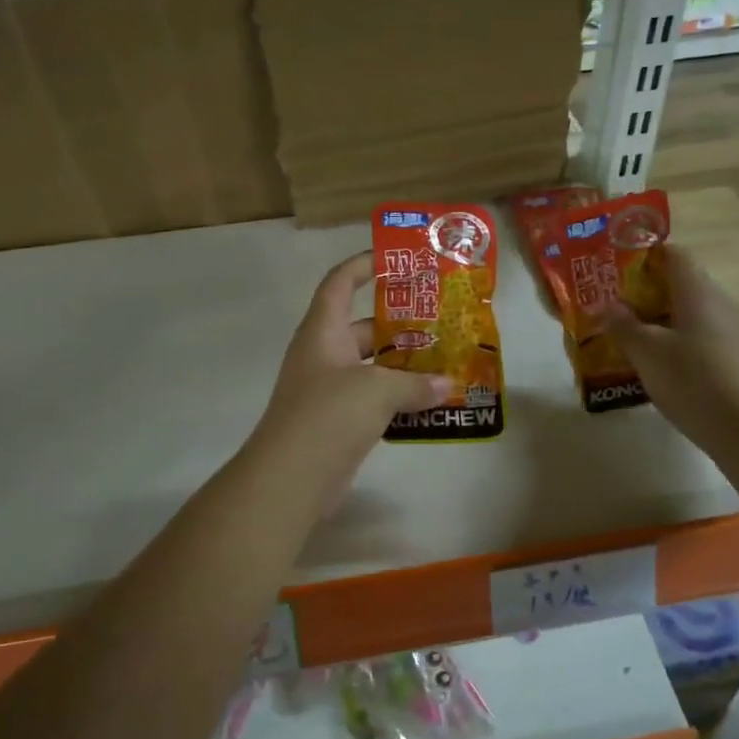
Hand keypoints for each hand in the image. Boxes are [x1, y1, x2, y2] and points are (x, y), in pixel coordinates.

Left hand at [254, 253, 450, 489]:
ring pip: (373, 366)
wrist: (291, 478)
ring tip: (446, 360)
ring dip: (405, 364)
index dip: (364, 265)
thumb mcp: (376, 390)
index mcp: (323, 331)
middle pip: (365, 326)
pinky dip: (399, 398)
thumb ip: (415, 383)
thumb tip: (446, 385)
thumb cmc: (328, 415)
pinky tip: (432, 402)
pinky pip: (374, 399)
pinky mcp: (339, 421)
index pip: (340, 283)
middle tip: (442, 321)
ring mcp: (330, 390)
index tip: (397, 260)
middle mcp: (324, 354)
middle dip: (402, 324)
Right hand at [605, 245, 738, 444]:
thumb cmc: (692, 379)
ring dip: (663, 325)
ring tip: (633, 345)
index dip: (645, 257)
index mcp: (697, 291)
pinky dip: (681, 348)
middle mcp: (721, 304)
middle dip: (648, 296)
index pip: (674, 254)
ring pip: (693, 317)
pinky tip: (663, 373)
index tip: (617, 273)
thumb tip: (609, 305)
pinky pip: (704, 343)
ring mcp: (736, 334)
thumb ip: (623, 325)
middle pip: (682, 286)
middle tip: (616, 314)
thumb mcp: (646, 352)